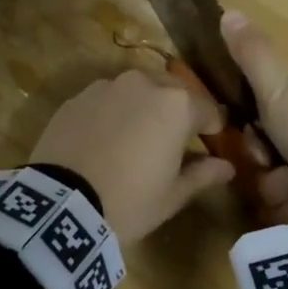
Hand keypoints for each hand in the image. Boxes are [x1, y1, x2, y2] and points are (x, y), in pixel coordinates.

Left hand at [30, 69, 234, 242]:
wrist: (61, 204)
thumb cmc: (129, 201)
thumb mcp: (172, 195)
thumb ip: (202, 174)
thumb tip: (226, 166)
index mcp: (176, 105)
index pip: (207, 109)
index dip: (212, 127)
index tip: (211, 141)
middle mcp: (143, 84)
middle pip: (172, 91)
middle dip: (178, 110)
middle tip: (174, 139)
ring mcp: (106, 87)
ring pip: (136, 90)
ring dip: (144, 107)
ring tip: (137, 136)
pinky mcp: (76, 98)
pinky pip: (106, 99)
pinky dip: (113, 112)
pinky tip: (106, 139)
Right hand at [223, 11, 287, 204]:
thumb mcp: (278, 90)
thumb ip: (252, 56)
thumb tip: (228, 10)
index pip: (262, 121)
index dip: (253, 138)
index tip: (258, 147)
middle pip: (272, 159)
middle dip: (270, 174)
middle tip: (282, 174)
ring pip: (286, 187)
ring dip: (287, 196)